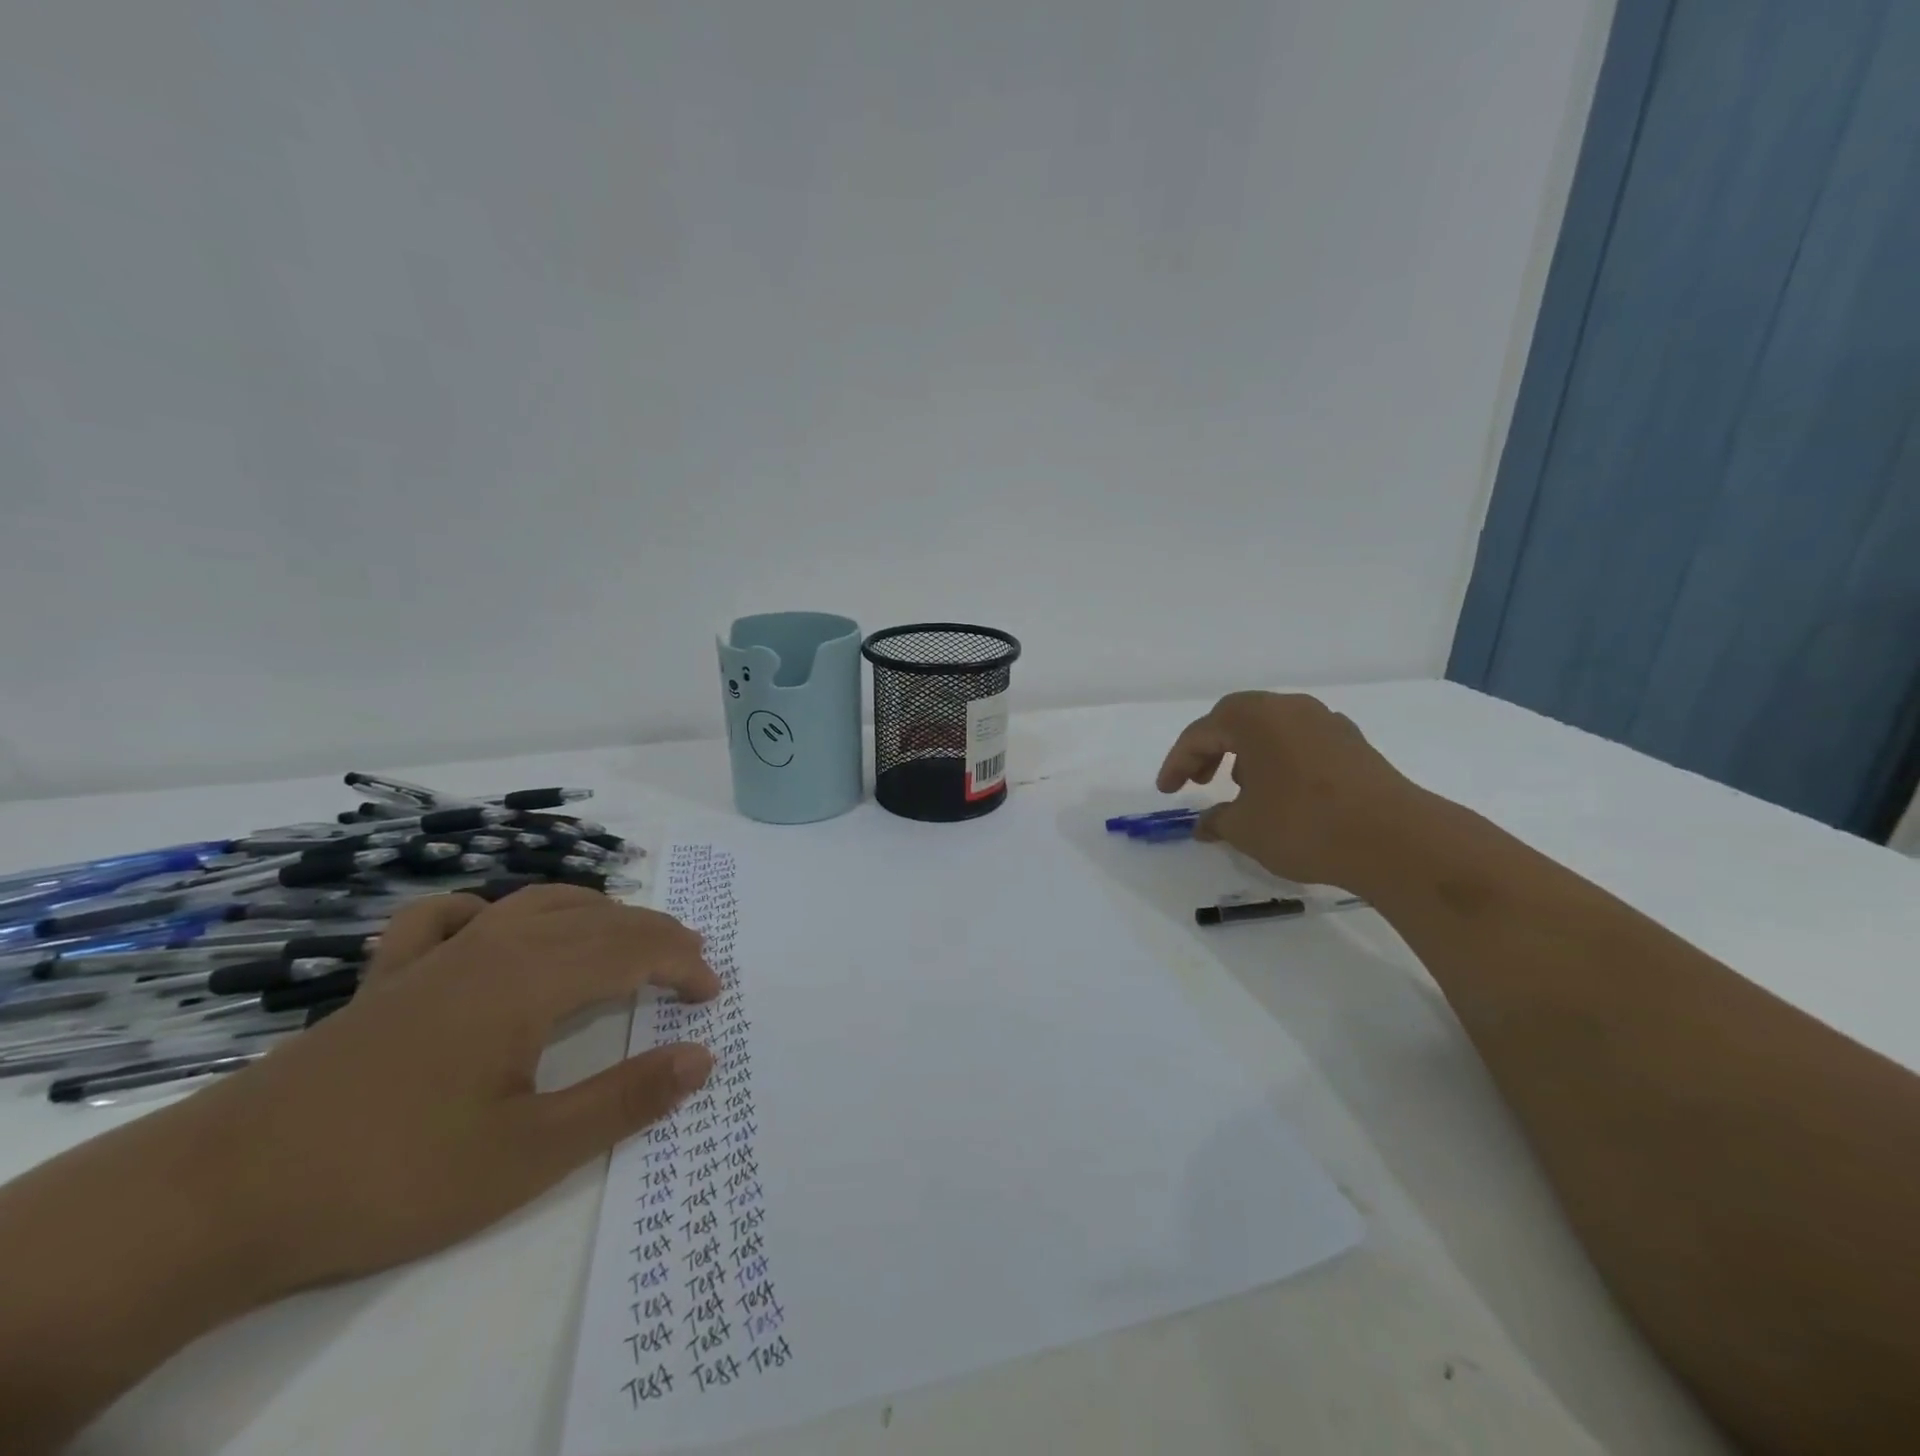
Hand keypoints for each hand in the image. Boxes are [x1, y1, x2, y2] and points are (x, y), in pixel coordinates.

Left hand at [177, 884, 721, 1294]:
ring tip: (626, 936)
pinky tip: (494, 927)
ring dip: (597, 913)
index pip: (633, 952)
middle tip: (691, 963)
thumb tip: (703, 1058)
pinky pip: (451, 917)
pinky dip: (491, 911)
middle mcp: (494, 948)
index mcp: (532, 980)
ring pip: (538, 904)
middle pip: (597, 919)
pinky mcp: (390, 978)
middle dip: (655, 935)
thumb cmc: (393, 1173)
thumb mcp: (528, 1153)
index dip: (682, 966)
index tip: (712, 995)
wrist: (220, 1194)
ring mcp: (437, 956)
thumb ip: (624, 1099)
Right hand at [1156, 691, 1416, 889]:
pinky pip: (1300, 742)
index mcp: (1254, 718)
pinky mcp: (1353, 744)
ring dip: (1246, 753)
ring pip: (1271, 729)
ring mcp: (1326, 723)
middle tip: (1199, 782)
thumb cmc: (1304, 825)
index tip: (1166, 791)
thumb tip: (1204, 825)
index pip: (1200, 733)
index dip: (1177, 763)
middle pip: (1235, 721)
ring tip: (1241, 789)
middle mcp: (1289, 708)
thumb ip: (1217, 820)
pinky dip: (1279, 759)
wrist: (1395, 839)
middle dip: (1211, 750)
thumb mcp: (1245, 829)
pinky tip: (1282, 792)